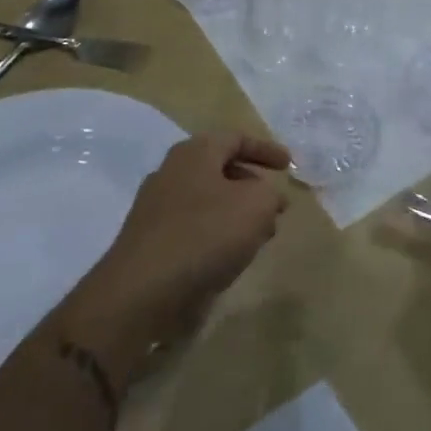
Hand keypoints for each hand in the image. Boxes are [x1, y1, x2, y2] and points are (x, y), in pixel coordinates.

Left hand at [71, 132, 290, 370]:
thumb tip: (268, 198)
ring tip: (260, 237)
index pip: (236, 138)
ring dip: (237, 214)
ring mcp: (156, 208)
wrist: (141, 292)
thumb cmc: (205, 235)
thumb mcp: (256, 205)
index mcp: (194, 153)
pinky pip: (193, 228)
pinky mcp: (151, 242)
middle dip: (253, 186)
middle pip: (221, 169)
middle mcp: (171, 173)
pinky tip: (231, 257)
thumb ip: (270, 194)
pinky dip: (218, 235)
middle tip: (276, 207)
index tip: (289, 166)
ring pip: (208, 201)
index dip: (266, 149)